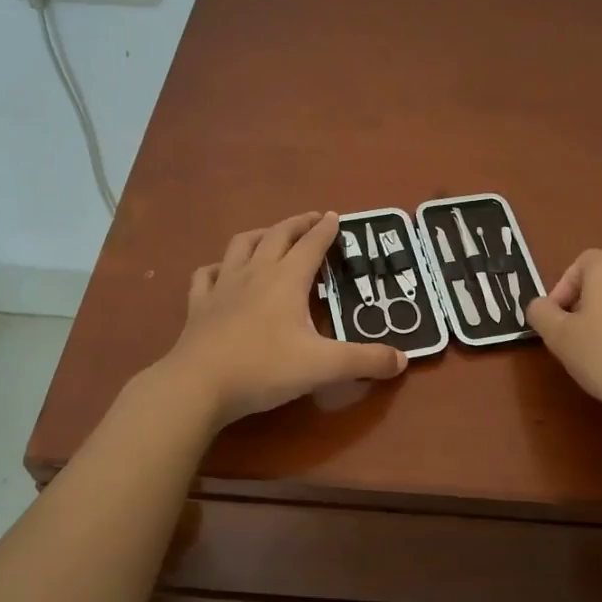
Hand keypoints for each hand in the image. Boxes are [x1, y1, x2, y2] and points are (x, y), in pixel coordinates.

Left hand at [156, 211, 407, 425]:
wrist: (199, 385)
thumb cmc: (264, 369)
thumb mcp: (323, 366)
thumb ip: (365, 361)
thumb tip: (402, 360)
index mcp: (287, 280)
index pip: (311, 244)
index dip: (326, 229)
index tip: (335, 216)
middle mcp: (255, 273)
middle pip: (278, 235)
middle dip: (297, 224)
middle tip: (312, 218)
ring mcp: (222, 286)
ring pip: (241, 245)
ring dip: (260, 234)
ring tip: (271, 235)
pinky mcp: (199, 305)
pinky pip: (206, 274)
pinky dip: (218, 266)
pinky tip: (222, 271)